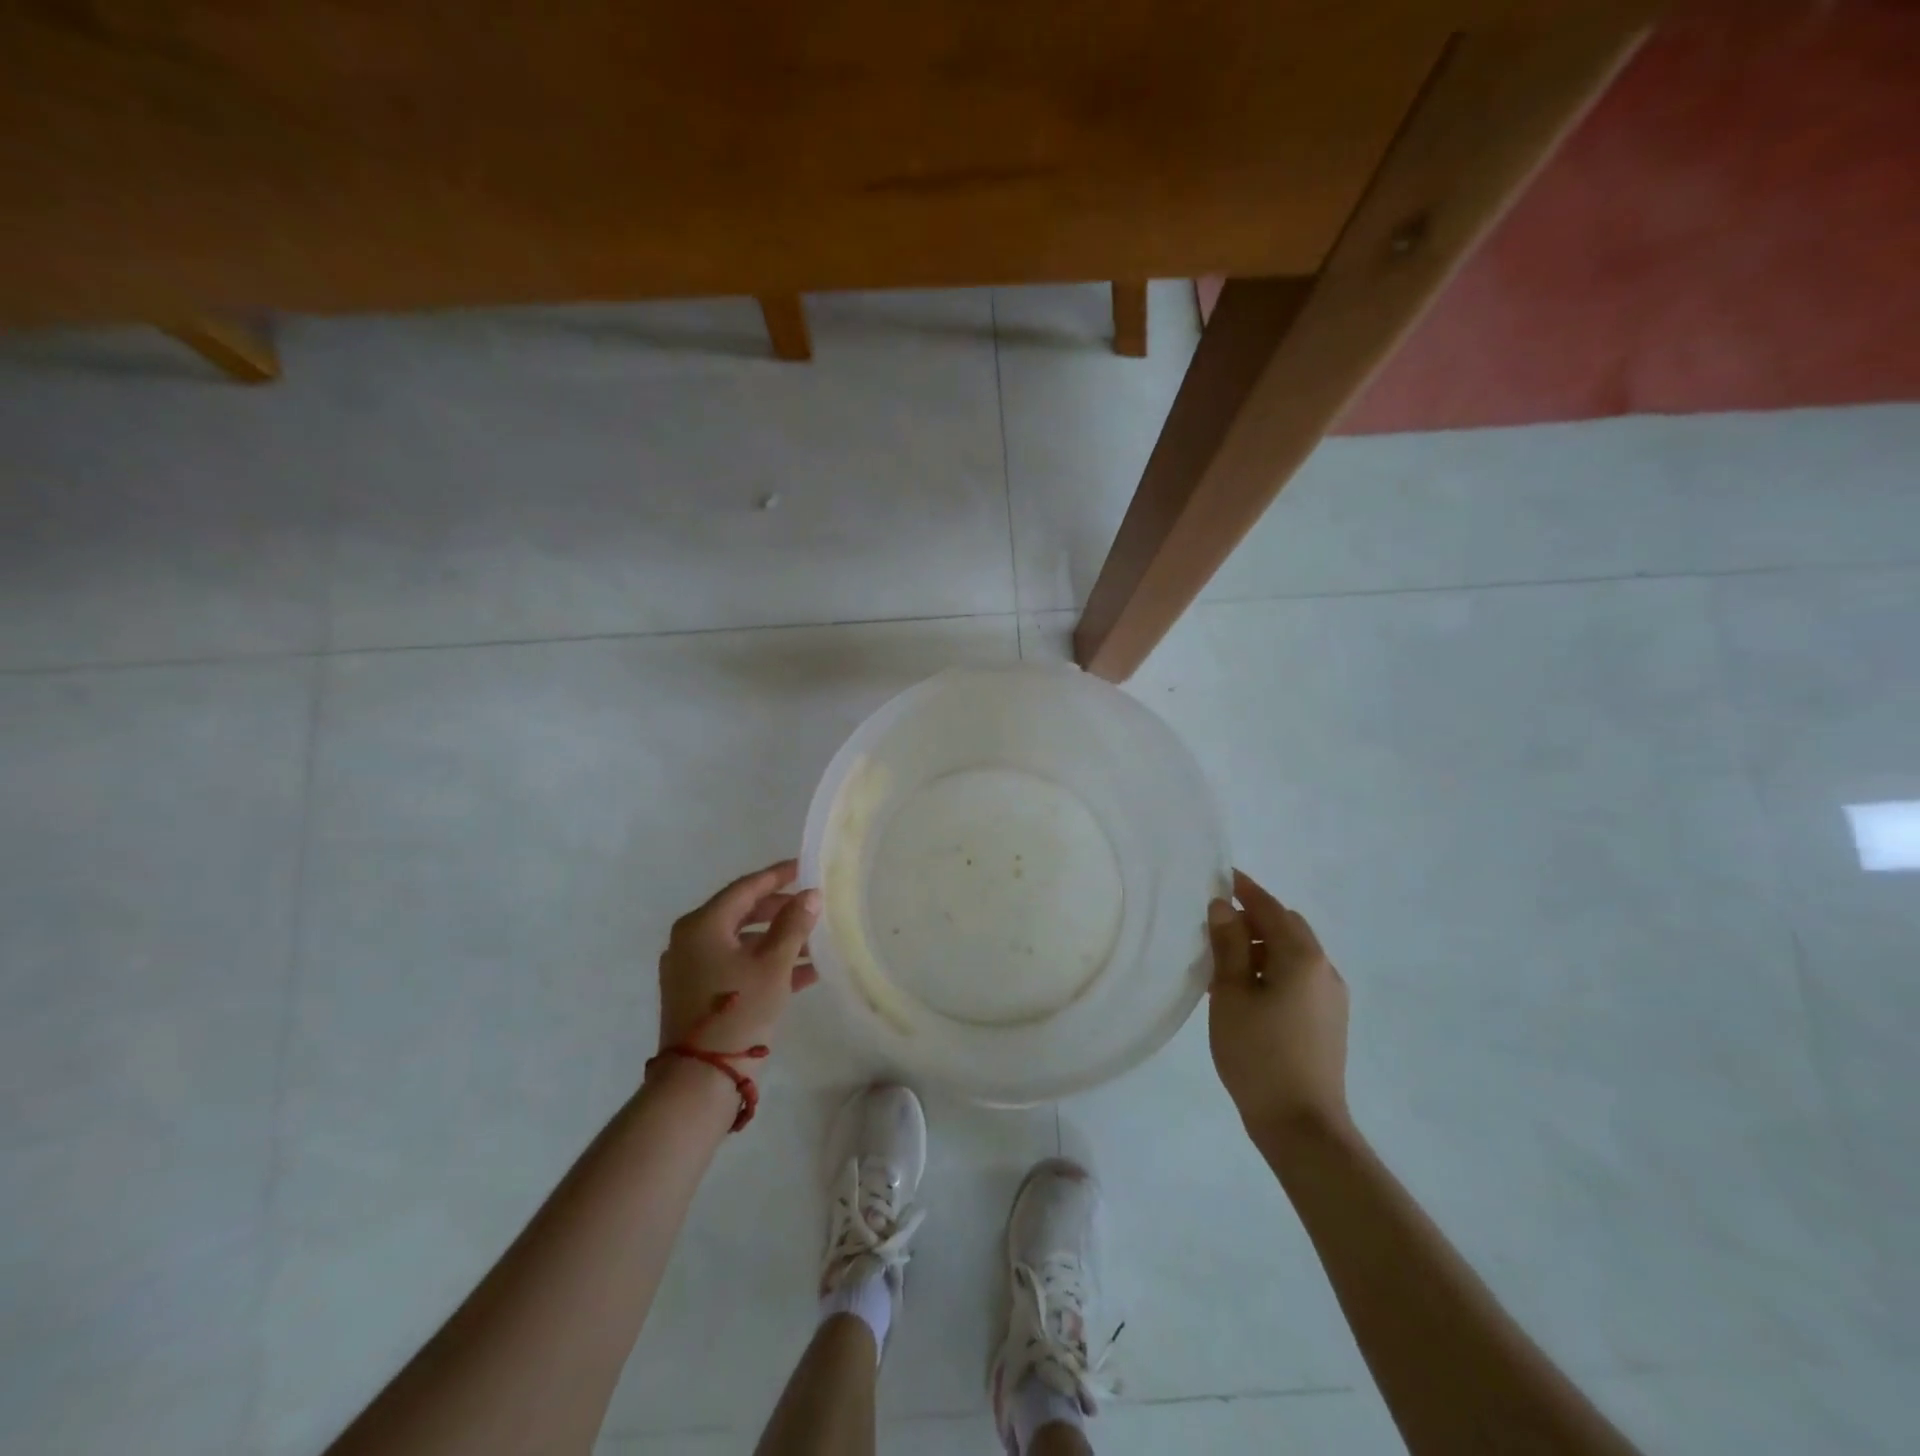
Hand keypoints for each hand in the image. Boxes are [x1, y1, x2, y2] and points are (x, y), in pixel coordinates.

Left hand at [658, 860, 819, 1057]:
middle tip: (812, 907)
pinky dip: (765, 964)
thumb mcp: (773, 964)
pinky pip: (736, 966)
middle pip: (743, 913)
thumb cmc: (738, 1010)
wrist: (701, 1079)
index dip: (778, 876)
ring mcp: (690, 969)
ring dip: (778, 941)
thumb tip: (810, 895)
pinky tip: (803, 973)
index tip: (804, 867)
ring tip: (816, 943)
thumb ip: (794, 924)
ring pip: (742, 942)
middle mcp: (690, 940)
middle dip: (781, 911)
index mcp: (703, 924)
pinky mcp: (696, 994)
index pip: (746, 888)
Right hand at [1206, 869, 1350, 1141]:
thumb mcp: (1231, 995)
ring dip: (1262, 945)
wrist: (1302, 1125)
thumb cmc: (1259, 1054)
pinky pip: (1299, 976)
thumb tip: (1223, 907)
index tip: (1220, 875)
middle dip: (1253, 918)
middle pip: (1287, 926)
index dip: (1244, 890)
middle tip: (1215, 924)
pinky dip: (1273, 968)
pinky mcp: (1329, 1020)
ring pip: (1293, 953)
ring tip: (1225, 961)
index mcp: (1302, 957)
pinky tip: (1247, 990)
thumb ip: (1228, 945)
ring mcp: (1331, 996)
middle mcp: (1324, 969)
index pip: (1270, 908)